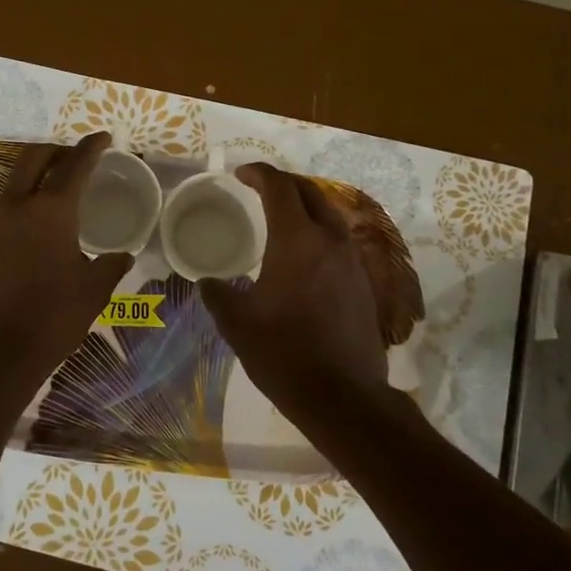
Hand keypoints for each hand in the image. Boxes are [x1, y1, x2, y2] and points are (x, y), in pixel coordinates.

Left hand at [0, 133, 131, 391]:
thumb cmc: (52, 318)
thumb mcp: (94, 290)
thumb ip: (111, 265)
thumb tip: (123, 255)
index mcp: (50, 210)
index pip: (74, 165)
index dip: (90, 147)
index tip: (103, 138)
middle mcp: (17, 206)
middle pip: (34, 158)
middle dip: (57, 150)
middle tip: (78, 156)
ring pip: (15, 180)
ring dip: (38, 172)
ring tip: (60, 182)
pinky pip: (6, 205)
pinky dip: (25, 197)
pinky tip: (40, 218)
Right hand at [199, 164, 387, 414]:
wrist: (343, 396)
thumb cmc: (284, 354)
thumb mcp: (237, 324)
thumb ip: (218, 295)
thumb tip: (207, 282)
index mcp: (297, 240)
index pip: (279, 187)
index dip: (259, 174)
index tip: (240, 175)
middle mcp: (330, 240)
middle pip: (310, 192)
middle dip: (284, 183)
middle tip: (259, 189)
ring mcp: (352, 261)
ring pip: (329, 215)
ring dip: (305, 206)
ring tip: (281, 217)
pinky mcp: (363, 282)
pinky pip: (339, 240)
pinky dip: (318, 232)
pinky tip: (303, 255)